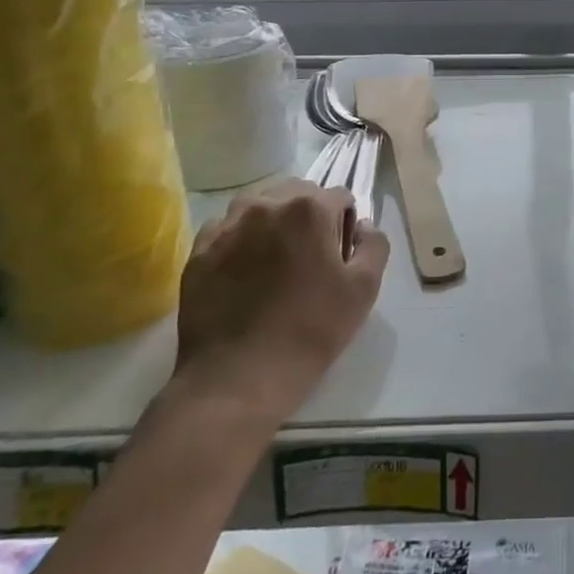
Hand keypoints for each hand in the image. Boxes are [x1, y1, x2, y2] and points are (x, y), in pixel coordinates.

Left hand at [168, 180, 389, 429]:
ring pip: (258, 206)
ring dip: (272, 222)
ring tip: (273, 262)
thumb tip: (362, 226)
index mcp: (309, 208)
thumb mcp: (364, 289)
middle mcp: (265, 205)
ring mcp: (226, 226)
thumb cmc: (310, 330)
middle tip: (309, 258)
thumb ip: (374, 244)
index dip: (345, 225)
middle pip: (297, 193)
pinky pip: (226, 230)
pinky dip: (239, 240)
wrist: (237, 379)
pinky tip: (243, 273)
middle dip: (308, 215)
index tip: (339, 257)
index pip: (339, 197)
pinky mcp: (198, 251)